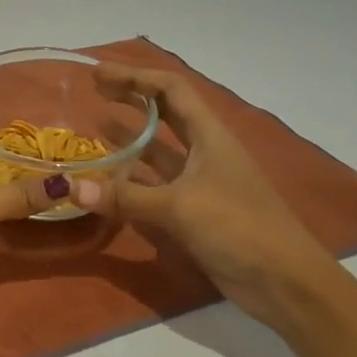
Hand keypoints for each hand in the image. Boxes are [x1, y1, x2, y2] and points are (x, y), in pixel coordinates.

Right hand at [78, 64, 344, 335]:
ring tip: (94, 128)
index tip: (99, 75)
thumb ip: (126, 198)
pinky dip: (132, 180)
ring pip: (159, 151)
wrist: (284, 282)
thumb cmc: (238, 228)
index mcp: (209, 136)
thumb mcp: (179, 208)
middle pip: (165, 114)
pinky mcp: (195, 212)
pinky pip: (156, 186)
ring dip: (130, 139)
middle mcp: (205, 151)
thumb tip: (71, 188)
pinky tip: (108, 182)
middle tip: (94, 92)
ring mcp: (200, 182)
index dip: (136, 77)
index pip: (171, 90)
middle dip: (131, 99)